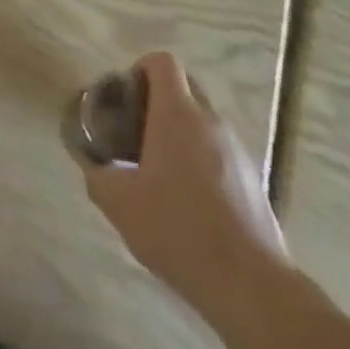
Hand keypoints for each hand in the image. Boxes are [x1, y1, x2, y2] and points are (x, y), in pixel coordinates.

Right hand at [82, 52, 289, 320]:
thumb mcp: (119, 204)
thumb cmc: (178, 229)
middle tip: (137, 134)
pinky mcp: (254, 181)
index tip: (126, 99)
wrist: (250, 286)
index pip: (162, 62)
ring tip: (162, 175)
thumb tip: (95, 168)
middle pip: (185, 87)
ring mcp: (238, 151)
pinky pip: (221, 154)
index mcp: (177, 113)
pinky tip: (190, 205)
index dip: (140, 69)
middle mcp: (211, 121)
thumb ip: (98, 176)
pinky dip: (202, 163)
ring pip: (203, 123)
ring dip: (181, 134)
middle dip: (159, 101)